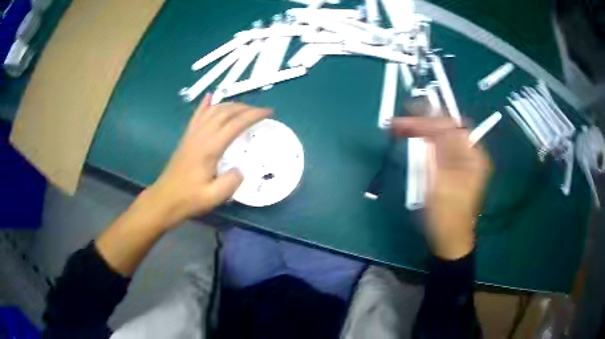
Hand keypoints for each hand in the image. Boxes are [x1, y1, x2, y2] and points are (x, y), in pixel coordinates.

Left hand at [144, 94, 271, 228]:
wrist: (164, 199)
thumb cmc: (188, 199)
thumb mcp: (214, 197)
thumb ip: (231, 182)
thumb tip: (240, 169)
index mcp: (209, 148)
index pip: (235, 124)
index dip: (253, 115)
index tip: (269, 112)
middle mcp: (201, 136)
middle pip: (225, 112)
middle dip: (245, 108)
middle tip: (260, 111)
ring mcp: (192, 135)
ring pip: (212, 111)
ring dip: (230, 105)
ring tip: (243, 107)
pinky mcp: (187, 138)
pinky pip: (197, 116)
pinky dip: (205, 104)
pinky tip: (210, 97)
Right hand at [392, 116, 490, 259]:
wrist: (448, 239)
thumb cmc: (447, 215)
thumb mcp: (443, 182)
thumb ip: (439, 150)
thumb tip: (432, 122)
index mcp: (473, 156)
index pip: (452, 127)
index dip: (430, 118)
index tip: (408, 113)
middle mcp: (469, 154)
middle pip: (446, 129)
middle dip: (423, 122)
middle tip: (399, 122)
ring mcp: (460, 162)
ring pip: (440, 137)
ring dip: (421, 130)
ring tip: (400, 127)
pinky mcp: (451, 169)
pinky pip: (438, 148)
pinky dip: (424, 142)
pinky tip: (413, 138)